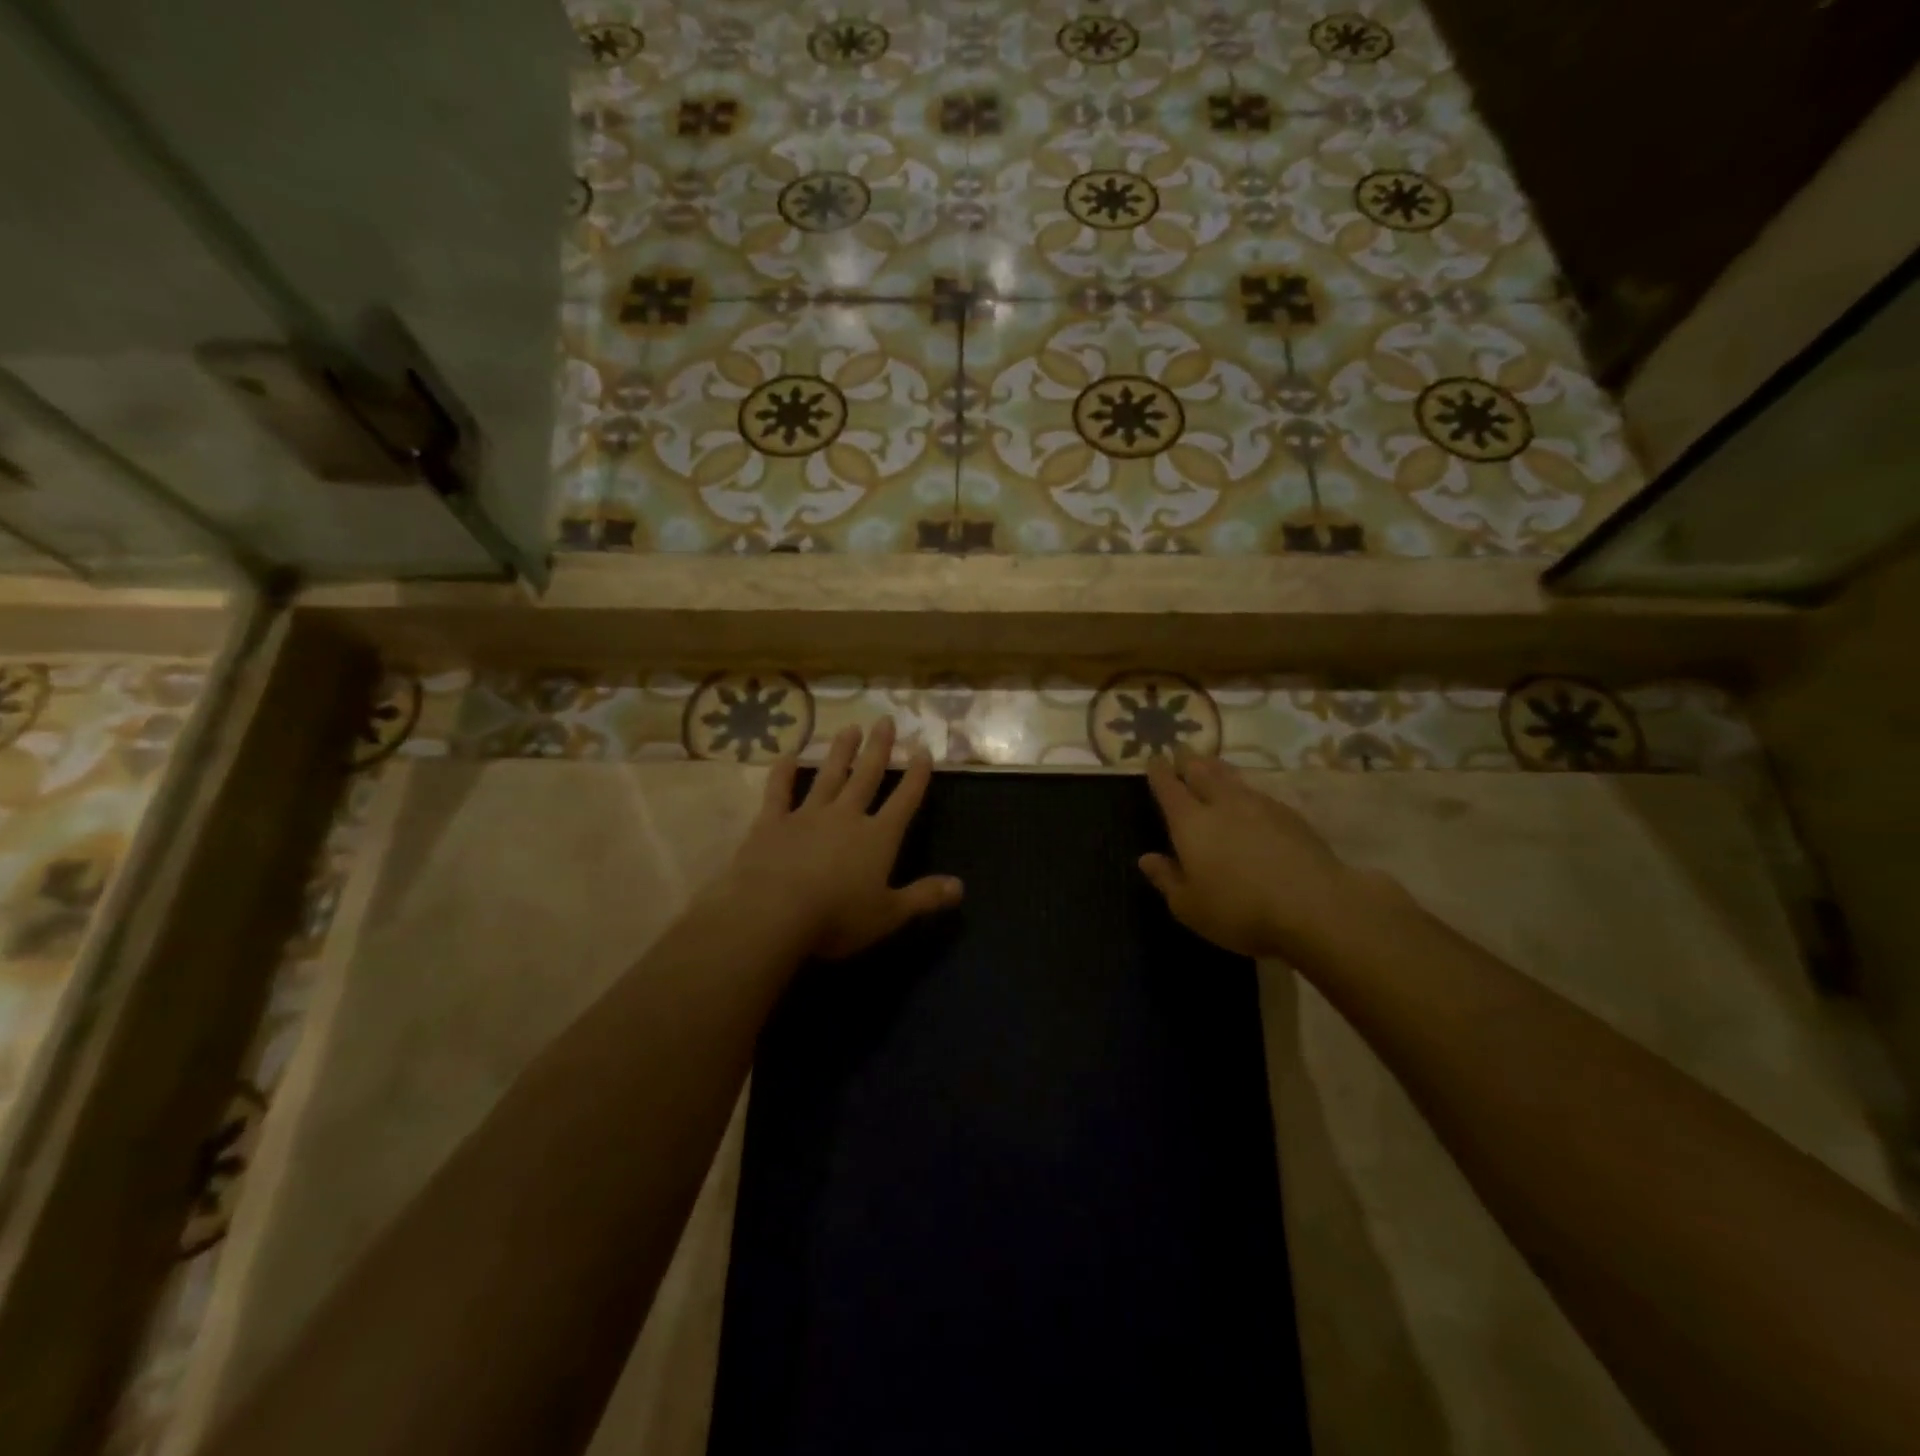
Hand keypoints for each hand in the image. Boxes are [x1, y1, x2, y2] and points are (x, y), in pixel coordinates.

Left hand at [716, 716, 962, 959]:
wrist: (773, 912)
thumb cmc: (837, 917)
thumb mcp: (889, 914)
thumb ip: (924, 897)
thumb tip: (960, 886)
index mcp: (878, 838)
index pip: (904, 800)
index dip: (916, 776)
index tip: (923, 750)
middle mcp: (846, 817)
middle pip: (867, 776)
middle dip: (879, 749)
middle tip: (885, 719)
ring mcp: (807, 815)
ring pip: (828, 776)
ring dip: (840, 752)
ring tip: (850, 728)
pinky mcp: (772, 823)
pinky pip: (779, 792)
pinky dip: (783, 774)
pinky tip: (787, 756)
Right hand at [1139, 754, 1369, 958]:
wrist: (1314, 907)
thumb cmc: (1240, 911)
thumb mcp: (1189, 907)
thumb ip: (1166, 879)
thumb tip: (1146, 858)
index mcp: (1190, 823)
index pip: (1169, 788)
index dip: (1159, 772)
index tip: (1154, 758)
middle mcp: (1222, 805)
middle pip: (1202, 772)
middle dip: (1188, 761)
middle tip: (1182, 752)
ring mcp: (1260, 806)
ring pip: (1232, 778)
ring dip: (1217, 768)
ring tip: (1211, 764)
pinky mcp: (1291, 816)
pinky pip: (1259, 793)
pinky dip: (1246, 789)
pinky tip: (1249, 798)